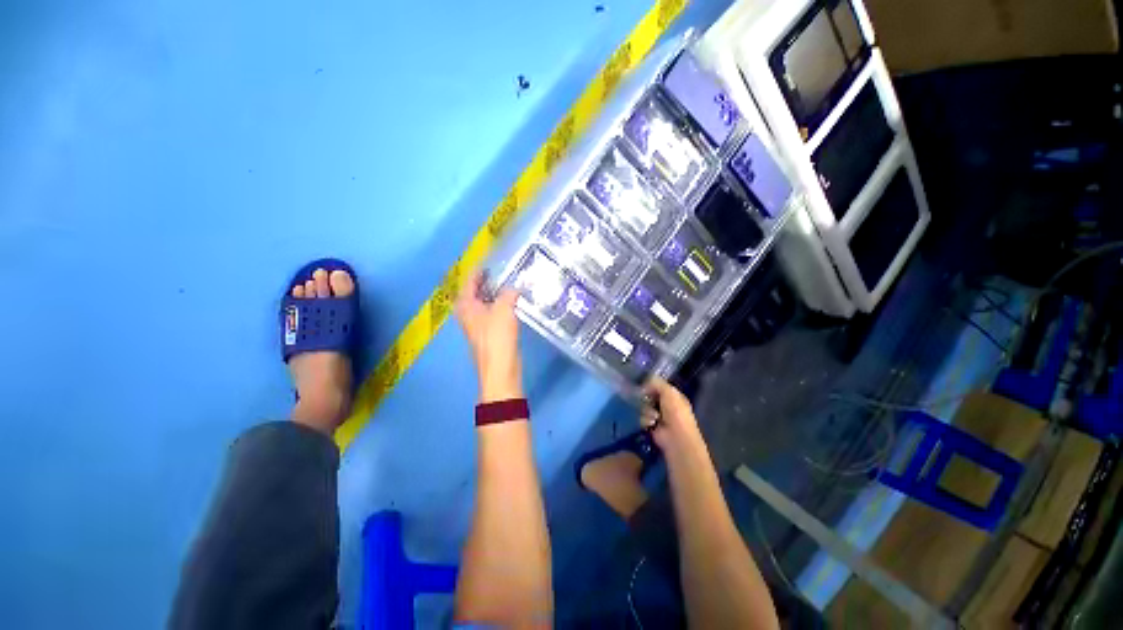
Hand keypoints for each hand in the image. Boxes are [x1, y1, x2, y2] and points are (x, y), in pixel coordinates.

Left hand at [455, 271, 522, 401]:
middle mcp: (468, 312)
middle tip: (504, 268)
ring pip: (486, 301)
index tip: (491, 258)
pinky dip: (501, 303)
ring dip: (496, 292)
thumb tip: (515, 287)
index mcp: (465, 304)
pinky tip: (513, 300)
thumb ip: (509, 293)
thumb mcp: (503, 308)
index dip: (480, 268)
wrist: (500, 368)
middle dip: (489, 279)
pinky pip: (493, 311)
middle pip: (476, 290)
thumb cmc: (497, 336)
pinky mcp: (489, 332)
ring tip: (511, 281)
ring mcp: (478, 323)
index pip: (470, 279)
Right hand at [641, 377, 703, 451]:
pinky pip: (642, 417)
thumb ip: (657, 383)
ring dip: (646, 410)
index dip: (650, 384)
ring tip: (653, 416)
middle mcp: (667, 405)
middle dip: (646, 397)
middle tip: (643, 398)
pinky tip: (650, 423)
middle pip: (650, 396)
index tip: (642, 384)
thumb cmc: (676, 412)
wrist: (675, 437)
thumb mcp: (669, 392)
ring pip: (644, 406)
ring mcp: (659, 416)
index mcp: (674, 396)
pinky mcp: (651, 426)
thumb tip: (644, 384)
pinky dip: (645, 419)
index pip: (659, 386)